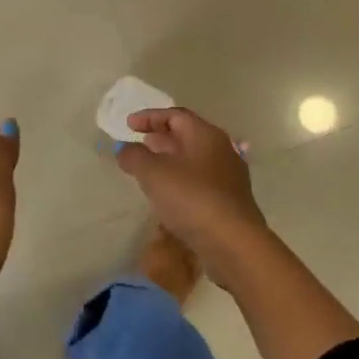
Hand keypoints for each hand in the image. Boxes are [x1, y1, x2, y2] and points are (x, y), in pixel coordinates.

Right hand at [114, 108, 270, 276]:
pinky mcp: (230, 200)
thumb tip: (125, 149)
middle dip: (161, 137)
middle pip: (188, 135)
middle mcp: (221, 149)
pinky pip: (200, 180)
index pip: (175, 115)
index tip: (129, 124)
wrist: (233, 242)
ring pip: (194, 159)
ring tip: (149, 168)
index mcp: (205, 135)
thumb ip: (134, 156)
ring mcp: (228, 176)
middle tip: (140, 142)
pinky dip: (181, 179)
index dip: (150, 117)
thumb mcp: (153, 173)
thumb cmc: (191, 198)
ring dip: (170, 159)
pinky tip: (169, 194)